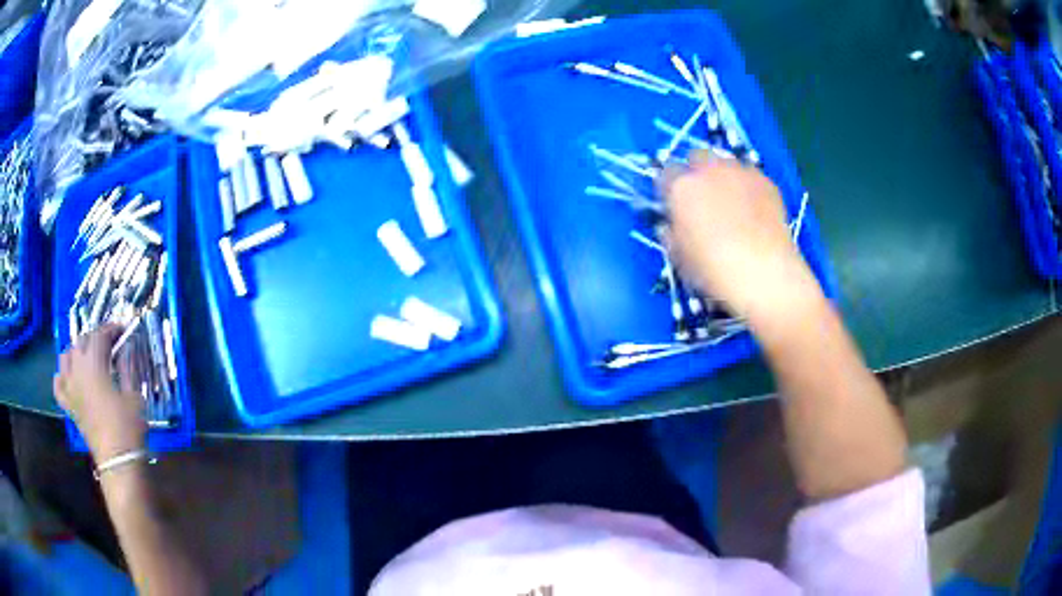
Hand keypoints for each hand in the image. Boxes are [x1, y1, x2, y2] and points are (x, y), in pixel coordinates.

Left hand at [54, 325, 145, 461]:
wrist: (118, 461)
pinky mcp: (69, 406)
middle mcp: (77, 370)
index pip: (100, 334)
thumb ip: (128, 366)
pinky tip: (68, 377)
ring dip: (75, 351)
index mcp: (94, 365)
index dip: (112, 328)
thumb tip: (127, 346)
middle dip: (95, 338)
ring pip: (65, 357)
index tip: (123, 330)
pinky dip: (61, 376)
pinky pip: (58, 384)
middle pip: (81, 341)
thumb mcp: (134, 394)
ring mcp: (70, 388)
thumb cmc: (128, 427)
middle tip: (109, 344)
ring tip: (87, 356)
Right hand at [660, 153, 821, 323]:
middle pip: (696, 156)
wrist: (765, 275)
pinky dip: (747, 186)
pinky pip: (749, 175)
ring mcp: (740, 172)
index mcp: (681, 188)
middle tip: (702, 198)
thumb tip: (670, 225)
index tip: (673, 205)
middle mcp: (709, 170)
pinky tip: (753, 209)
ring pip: (725, 162)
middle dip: (696, 172)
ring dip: (722, 176)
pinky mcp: (765, 181)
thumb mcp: (679, 258)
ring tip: (730, 202)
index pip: (665, 174)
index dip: (669, 189)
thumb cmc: (714, 271)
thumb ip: (671, 233)